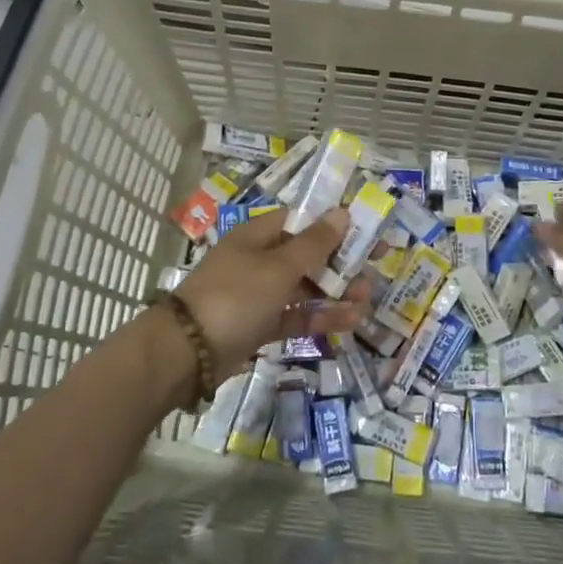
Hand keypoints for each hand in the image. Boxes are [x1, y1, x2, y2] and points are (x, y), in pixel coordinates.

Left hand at [175, 206, 367, 373]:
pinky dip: (320, 318)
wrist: (188, 352)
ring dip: (336, 293)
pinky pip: (296, 316)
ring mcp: (259, 294)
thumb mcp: (279, 267)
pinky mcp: (260, 325)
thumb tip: (341, 211)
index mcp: (259, 236)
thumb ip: (314, 243)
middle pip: (307, 255)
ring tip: (367, 300)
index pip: (302, 221)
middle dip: (341, 263)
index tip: (366, 231)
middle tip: (374, 270)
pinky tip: (350, 321)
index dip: (334, 224)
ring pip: (304, 288)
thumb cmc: (236, 296)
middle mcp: (259, 260)